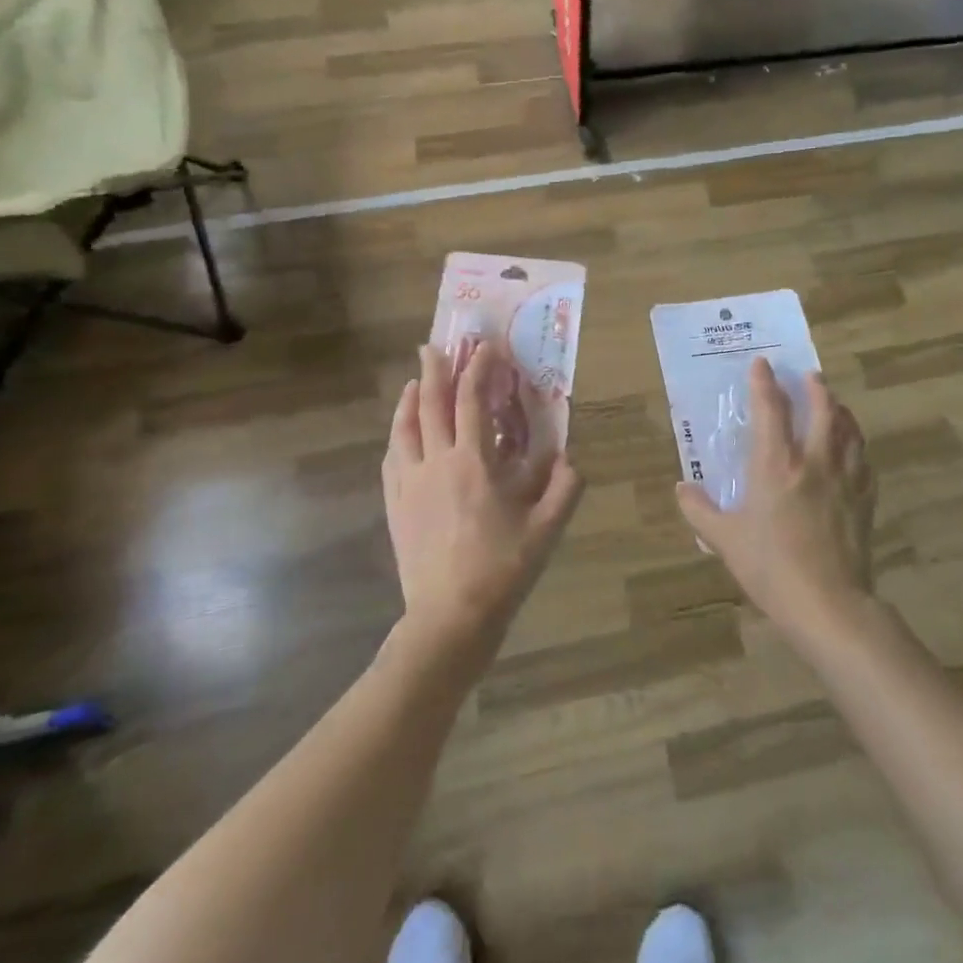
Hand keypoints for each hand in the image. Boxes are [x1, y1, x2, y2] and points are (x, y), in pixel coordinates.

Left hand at [382, 342, 583, 644]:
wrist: (450, 617)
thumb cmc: (502, 569)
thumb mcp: (546, 530)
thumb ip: (565, 488)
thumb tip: (570, 458)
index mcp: (473, 463)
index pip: (472, 402)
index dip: (478, 370)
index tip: (485, 348)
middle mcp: (436, 463)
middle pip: (431, 406)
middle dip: (435, 371)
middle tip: (434, 346)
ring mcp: (409, 485)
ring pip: (404, 430)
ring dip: (409, 400)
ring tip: (414, 382)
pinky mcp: (395, 506)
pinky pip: (391, 460)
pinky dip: (396, 437)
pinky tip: (400, 435)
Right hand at [675, 359, 875, 638]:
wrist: (827, 603)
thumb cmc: (770, 567)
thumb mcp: (724, 540)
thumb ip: (699, 510)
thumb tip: (682, 488)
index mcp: (775, 465)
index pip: (770, 409)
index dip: (764, 382)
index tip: (762, 363)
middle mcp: (813, 461)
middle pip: (823, 410)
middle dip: (816, 387)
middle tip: (811, 375)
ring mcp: (845, 479)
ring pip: (849, 431)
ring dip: (842, 411)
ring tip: (836, 404)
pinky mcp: (865, 500)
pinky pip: (865, 463)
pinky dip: (858, 448)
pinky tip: (855, 452)